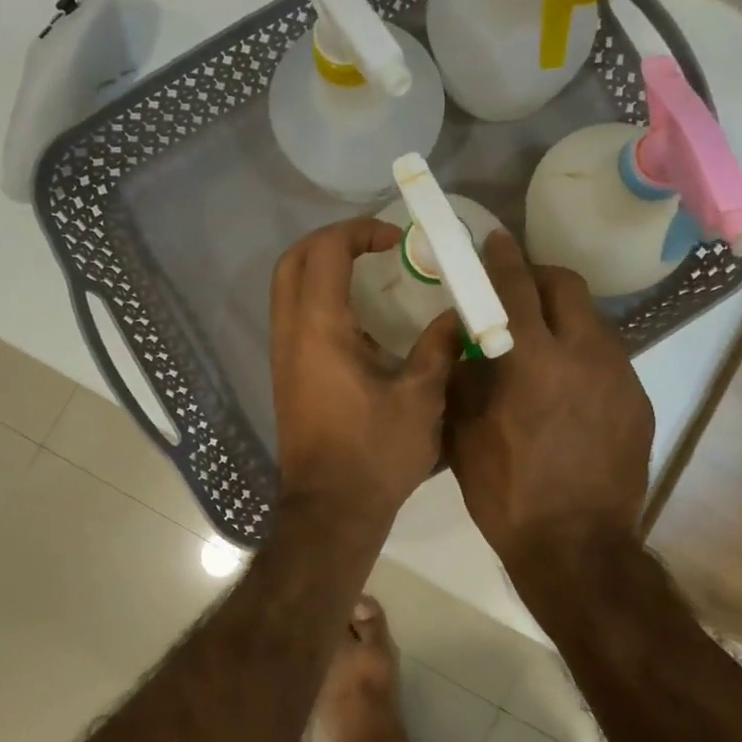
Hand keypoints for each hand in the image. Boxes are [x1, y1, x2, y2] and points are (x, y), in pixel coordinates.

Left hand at [271, 218, 464, 528]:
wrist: (330, 510)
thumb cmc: (375, 454)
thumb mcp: (420, 399)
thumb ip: (439, 348)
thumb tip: (457, 315)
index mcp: (320, 330)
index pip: (325, 252)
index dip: (359, 231)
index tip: (396, 239)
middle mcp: (291, 334)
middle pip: (293, 261)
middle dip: (332, 240)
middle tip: (376, 246)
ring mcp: (284, 355)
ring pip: (288, 288)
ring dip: (324, 269)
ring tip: (372, 276)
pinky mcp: (288, 375)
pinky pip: (295, 315)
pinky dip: (321, 298)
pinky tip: (363, 320)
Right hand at [446, 232, 652, 568]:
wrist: (578, 548)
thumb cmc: (509, 494)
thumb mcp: (466, 437)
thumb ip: (463, 379)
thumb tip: (464, 344)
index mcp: (534, 361)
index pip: (516, 287)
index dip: (502, 259)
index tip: (494, 241)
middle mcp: (584, 354)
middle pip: (567, 286)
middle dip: (539, 276)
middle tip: (517, 291)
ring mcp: (619, 376)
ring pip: (592, 319)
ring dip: (564, 316)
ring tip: (542, 343)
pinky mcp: (638, 400)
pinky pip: (608, 356)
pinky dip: (583, 353)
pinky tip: (567, 386)